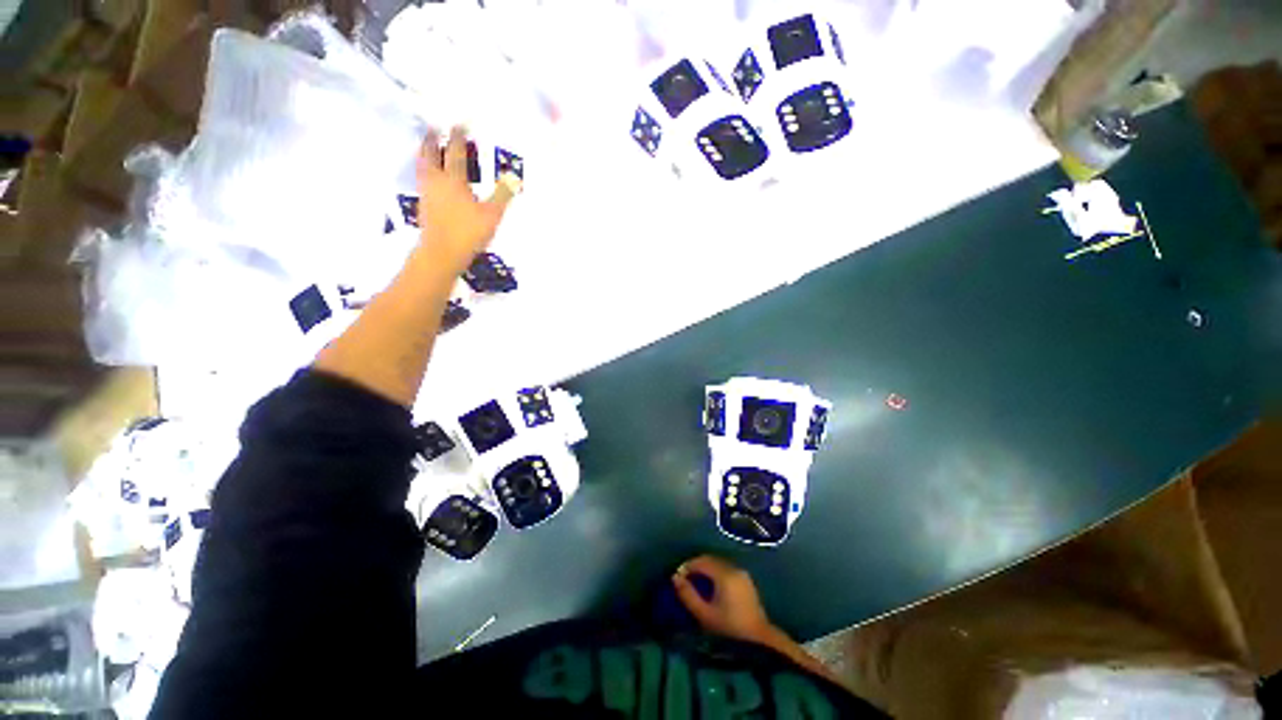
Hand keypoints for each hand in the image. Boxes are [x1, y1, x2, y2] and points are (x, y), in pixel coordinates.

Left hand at [416, 126, 518, 272]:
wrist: (441, 253)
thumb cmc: (468, 232)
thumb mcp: (492, 215)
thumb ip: (502, 194)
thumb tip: (514, 177)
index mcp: (454, 179)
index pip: (455, 152)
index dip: (458, 137)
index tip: (459, 123)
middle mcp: (436, 181)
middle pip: (430, 153)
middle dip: (432, 139)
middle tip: (433, 127)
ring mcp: (427, 193)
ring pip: (422, 165)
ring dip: (423, 152)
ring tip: (425, 146)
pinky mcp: (423, 205)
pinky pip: (421, 178)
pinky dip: (423, 169)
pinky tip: (427, 175)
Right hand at [672, 555, 778, 646]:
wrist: (759, 643)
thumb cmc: (729, 630)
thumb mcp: (704, 614)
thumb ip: (688, 595)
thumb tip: (675, 578)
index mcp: (724, 574)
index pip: (701, 561)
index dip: (687, 566)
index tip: (677, 577)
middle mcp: (734, 569)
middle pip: (711, 560)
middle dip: (696, 567)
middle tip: (685, 579)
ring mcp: (743, 575)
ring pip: (719, 565)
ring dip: (707, 570)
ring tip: (696, 584)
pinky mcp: (747, 583)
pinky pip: (727, 571)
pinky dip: (716, 574)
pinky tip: (711, 588)